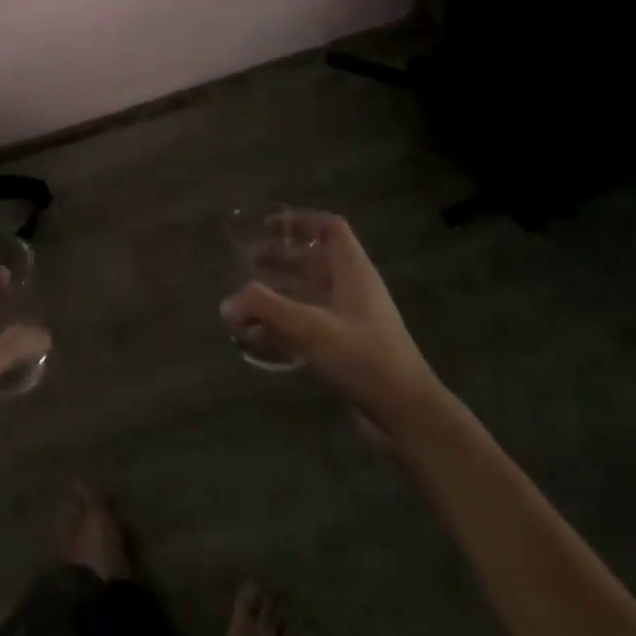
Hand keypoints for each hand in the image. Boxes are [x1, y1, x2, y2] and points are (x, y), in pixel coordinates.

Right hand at [220, 212, 443, 435]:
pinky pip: (313, 324)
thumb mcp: (310, 327)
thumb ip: (265, 308)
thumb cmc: (364, 357)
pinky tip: (262, 338)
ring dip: (281, 293)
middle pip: (316, 261)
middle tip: (248, 263)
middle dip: (281, 259)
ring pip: (312, 294)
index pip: (331, 229)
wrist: (408, 415)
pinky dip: (287, 324)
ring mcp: (354, 320)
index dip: (300, 221)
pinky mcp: (350, 348)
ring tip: (248, 301)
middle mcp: (355, 290)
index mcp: (354, 272)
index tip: (268, 226)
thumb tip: (227, 303)